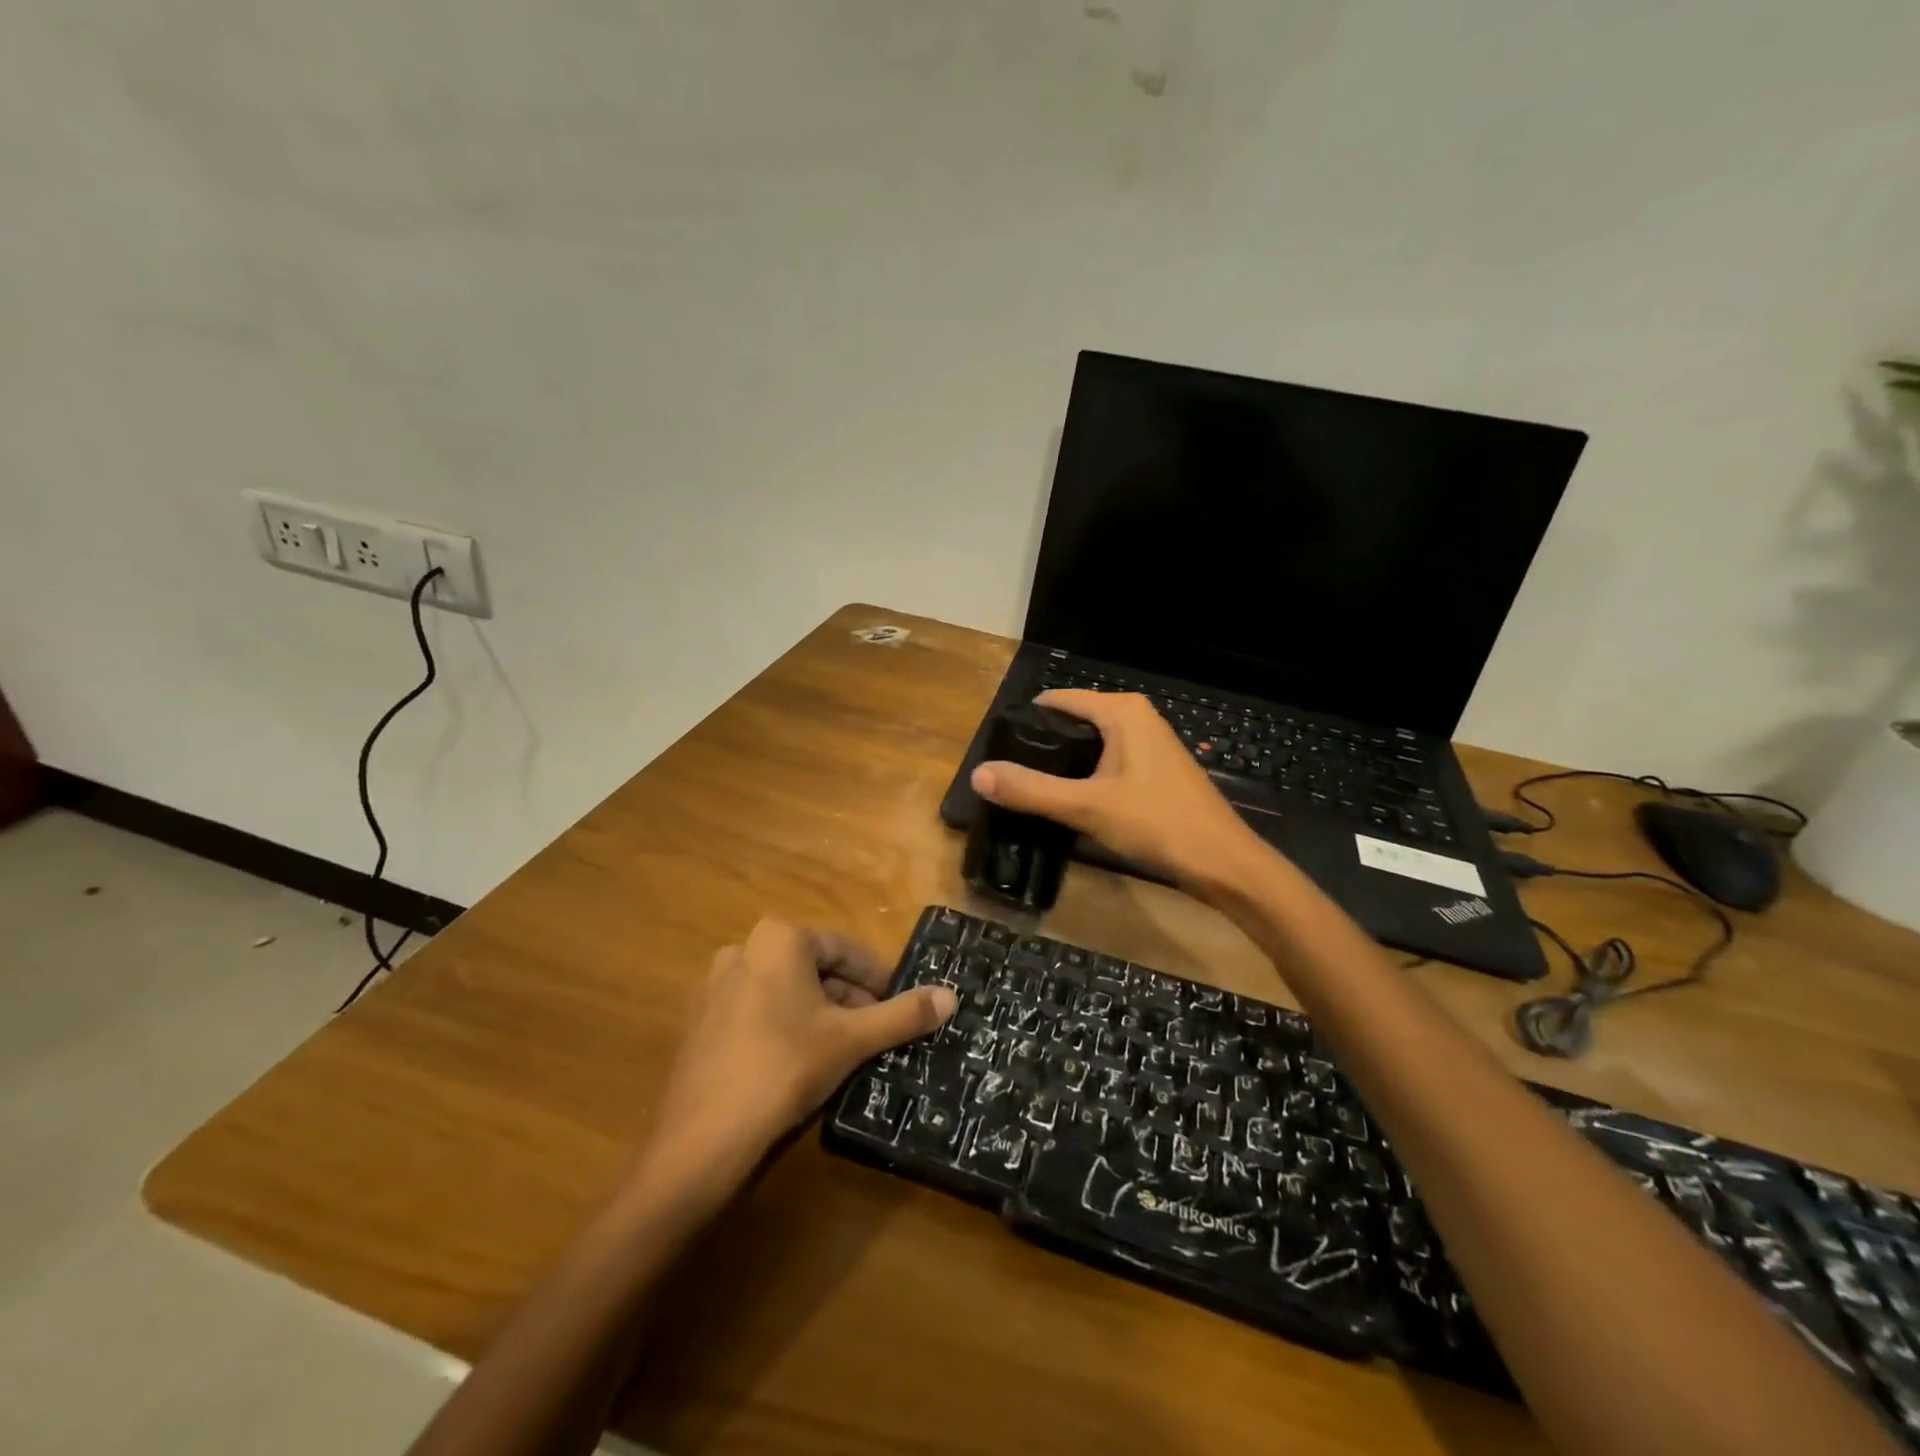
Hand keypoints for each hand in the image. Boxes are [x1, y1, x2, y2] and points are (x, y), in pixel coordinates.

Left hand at [638, 920, 956, 1196]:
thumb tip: (951, 996)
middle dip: (849, 998)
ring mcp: (715, 986)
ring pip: (786, 991)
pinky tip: (800, 1064)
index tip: (900, 1005)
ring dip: (820, 1013)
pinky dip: (786, 1027)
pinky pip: (758, 1012)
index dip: (878, 978)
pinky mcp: (701, 1022)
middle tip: (875, 1032)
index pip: (844, 950)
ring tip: (844, 1050)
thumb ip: (902, 1015)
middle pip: (814, 969)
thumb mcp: (852, 1039)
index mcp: (779, 939)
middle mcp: (743, 949)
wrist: (700, 1141)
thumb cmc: (784, 1070)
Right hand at [970, 690, 1267, 891]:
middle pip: (1073, 721)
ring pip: (1091, 744)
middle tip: (1010, 776)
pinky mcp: (1156, 769)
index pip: (1058, 700)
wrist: (1222, 862)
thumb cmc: (1157, 823)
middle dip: (1043, 746)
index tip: (998, 751)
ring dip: (1064, 764)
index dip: (1026, 722)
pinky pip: (1108, 761)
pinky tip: (1072, 801)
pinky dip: (1086, 775)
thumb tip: (978, 774)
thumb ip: (1031, 790)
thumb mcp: (1086, 807)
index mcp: (1121, 712)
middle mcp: (1137, 717)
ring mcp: (1150, 743)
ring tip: (1033, 790)